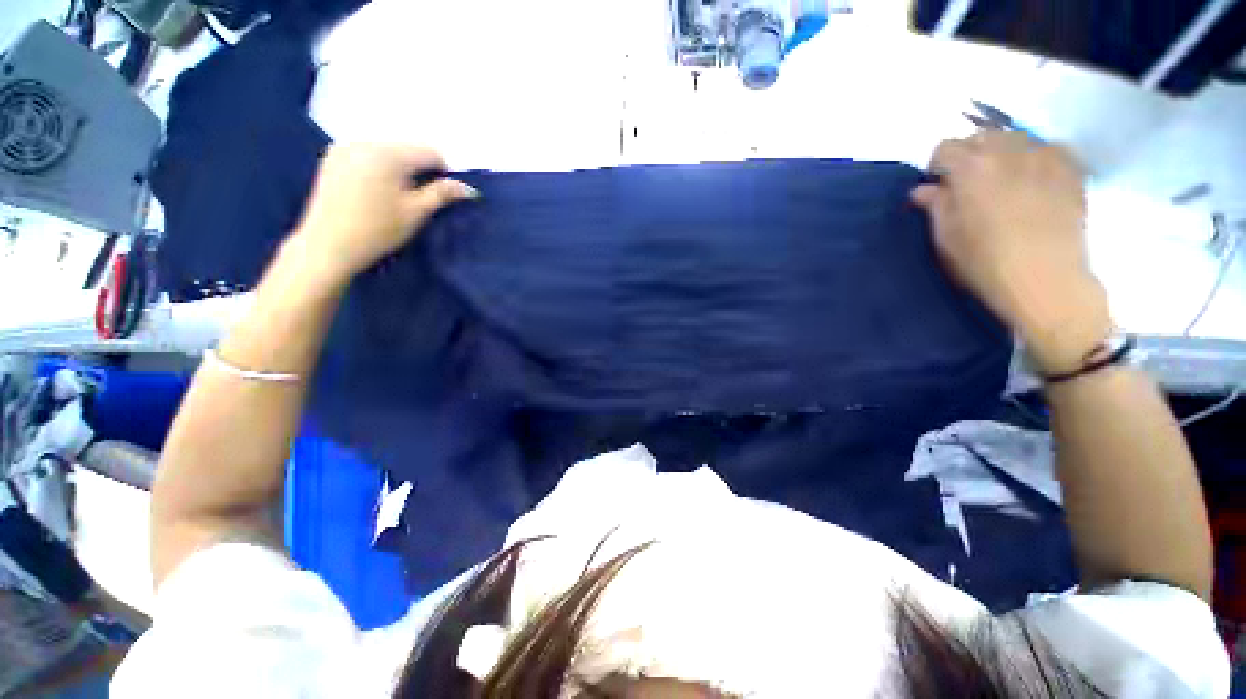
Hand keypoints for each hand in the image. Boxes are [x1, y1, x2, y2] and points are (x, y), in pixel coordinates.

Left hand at [291, 144, 477, 283]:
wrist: (327, 245)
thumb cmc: (378, 230)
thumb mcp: (416, 212)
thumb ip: (442, 194)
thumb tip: (469, 188)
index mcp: (388, 154)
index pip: (430, 152)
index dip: (443, 173)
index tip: (442, 195)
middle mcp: (365, 141)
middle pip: (408, 148)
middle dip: (420, 169)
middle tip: (419, 198)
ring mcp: (345, 147)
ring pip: (388, 150)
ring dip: (400, 168)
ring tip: (397, 195)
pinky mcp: (333, 157)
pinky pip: (368, 153)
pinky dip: (380, 167)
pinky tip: (376, 190)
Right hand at [911, 132, 1111, 373]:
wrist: (1045, 280)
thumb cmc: (984, 263)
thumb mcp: (945, 238)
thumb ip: (935, 206)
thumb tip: (924, 189)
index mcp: (970, 168)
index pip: (944, 148)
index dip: (937, 167)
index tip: (938, 188)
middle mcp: (1007, 150)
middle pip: (981, 137)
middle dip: (970, 156)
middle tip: (968, 185)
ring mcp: (1044, 156)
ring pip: (1015, 139)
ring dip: (1002, 154)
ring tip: (1003, 182)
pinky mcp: (1071, 168)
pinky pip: (1047, 148)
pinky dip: (1035, 158)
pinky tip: (1034, 181)